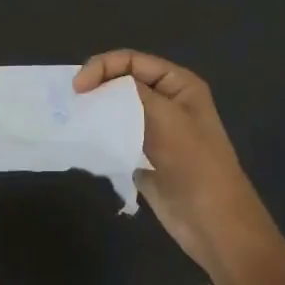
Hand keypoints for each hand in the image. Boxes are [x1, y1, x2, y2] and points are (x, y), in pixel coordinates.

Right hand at [73, 50, 271, 271]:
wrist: (214, 223)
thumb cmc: (195, 165)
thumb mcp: (166, 118)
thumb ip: (132, 93)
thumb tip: (98, 85)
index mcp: (179, 85)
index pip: (132, 61)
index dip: (102, 67)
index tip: (78, 88)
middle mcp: (167, 102)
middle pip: (123, 82)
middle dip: (96, 87)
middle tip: (70, 103)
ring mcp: (155, 130)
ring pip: (117, 109)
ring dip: (95, 111)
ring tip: (71, 119)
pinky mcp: (144, 155)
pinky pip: (116, 135)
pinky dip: (99, 134)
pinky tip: (83, 140)